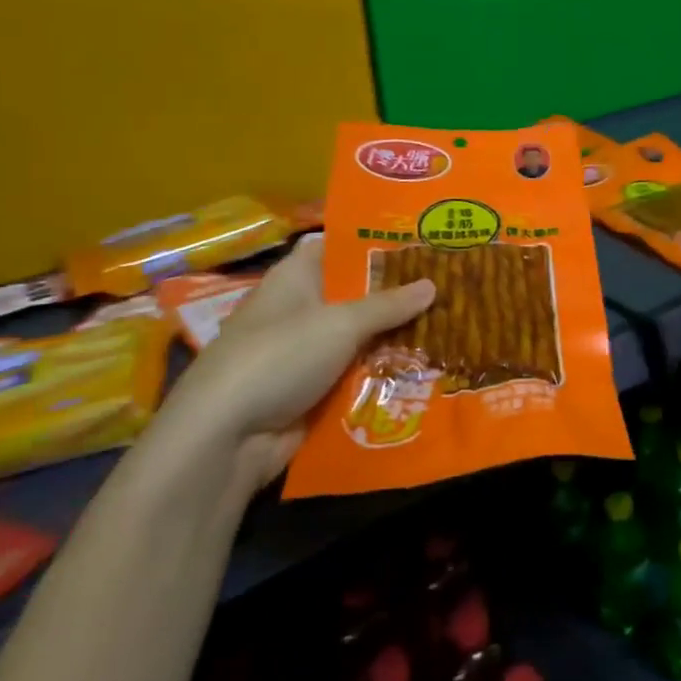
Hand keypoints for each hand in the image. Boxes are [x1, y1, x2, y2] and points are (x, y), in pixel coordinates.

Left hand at [148, 235, 434, 495]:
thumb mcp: (340, 323)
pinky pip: (358, 373)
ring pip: (363, 337)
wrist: (226, 438)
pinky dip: (385, 372)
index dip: (378, 242)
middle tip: (453, 286)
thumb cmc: (280, 357)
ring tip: (454, 326)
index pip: (340, 246)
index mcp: (297, 277)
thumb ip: (389, 304)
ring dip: (398, 337)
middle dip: (400, 294)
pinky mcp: (314, 390)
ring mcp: (307, 352)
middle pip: (358, 294)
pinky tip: (428, 368)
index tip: (424, 242)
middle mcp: (302, 309)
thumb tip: (433, 284)